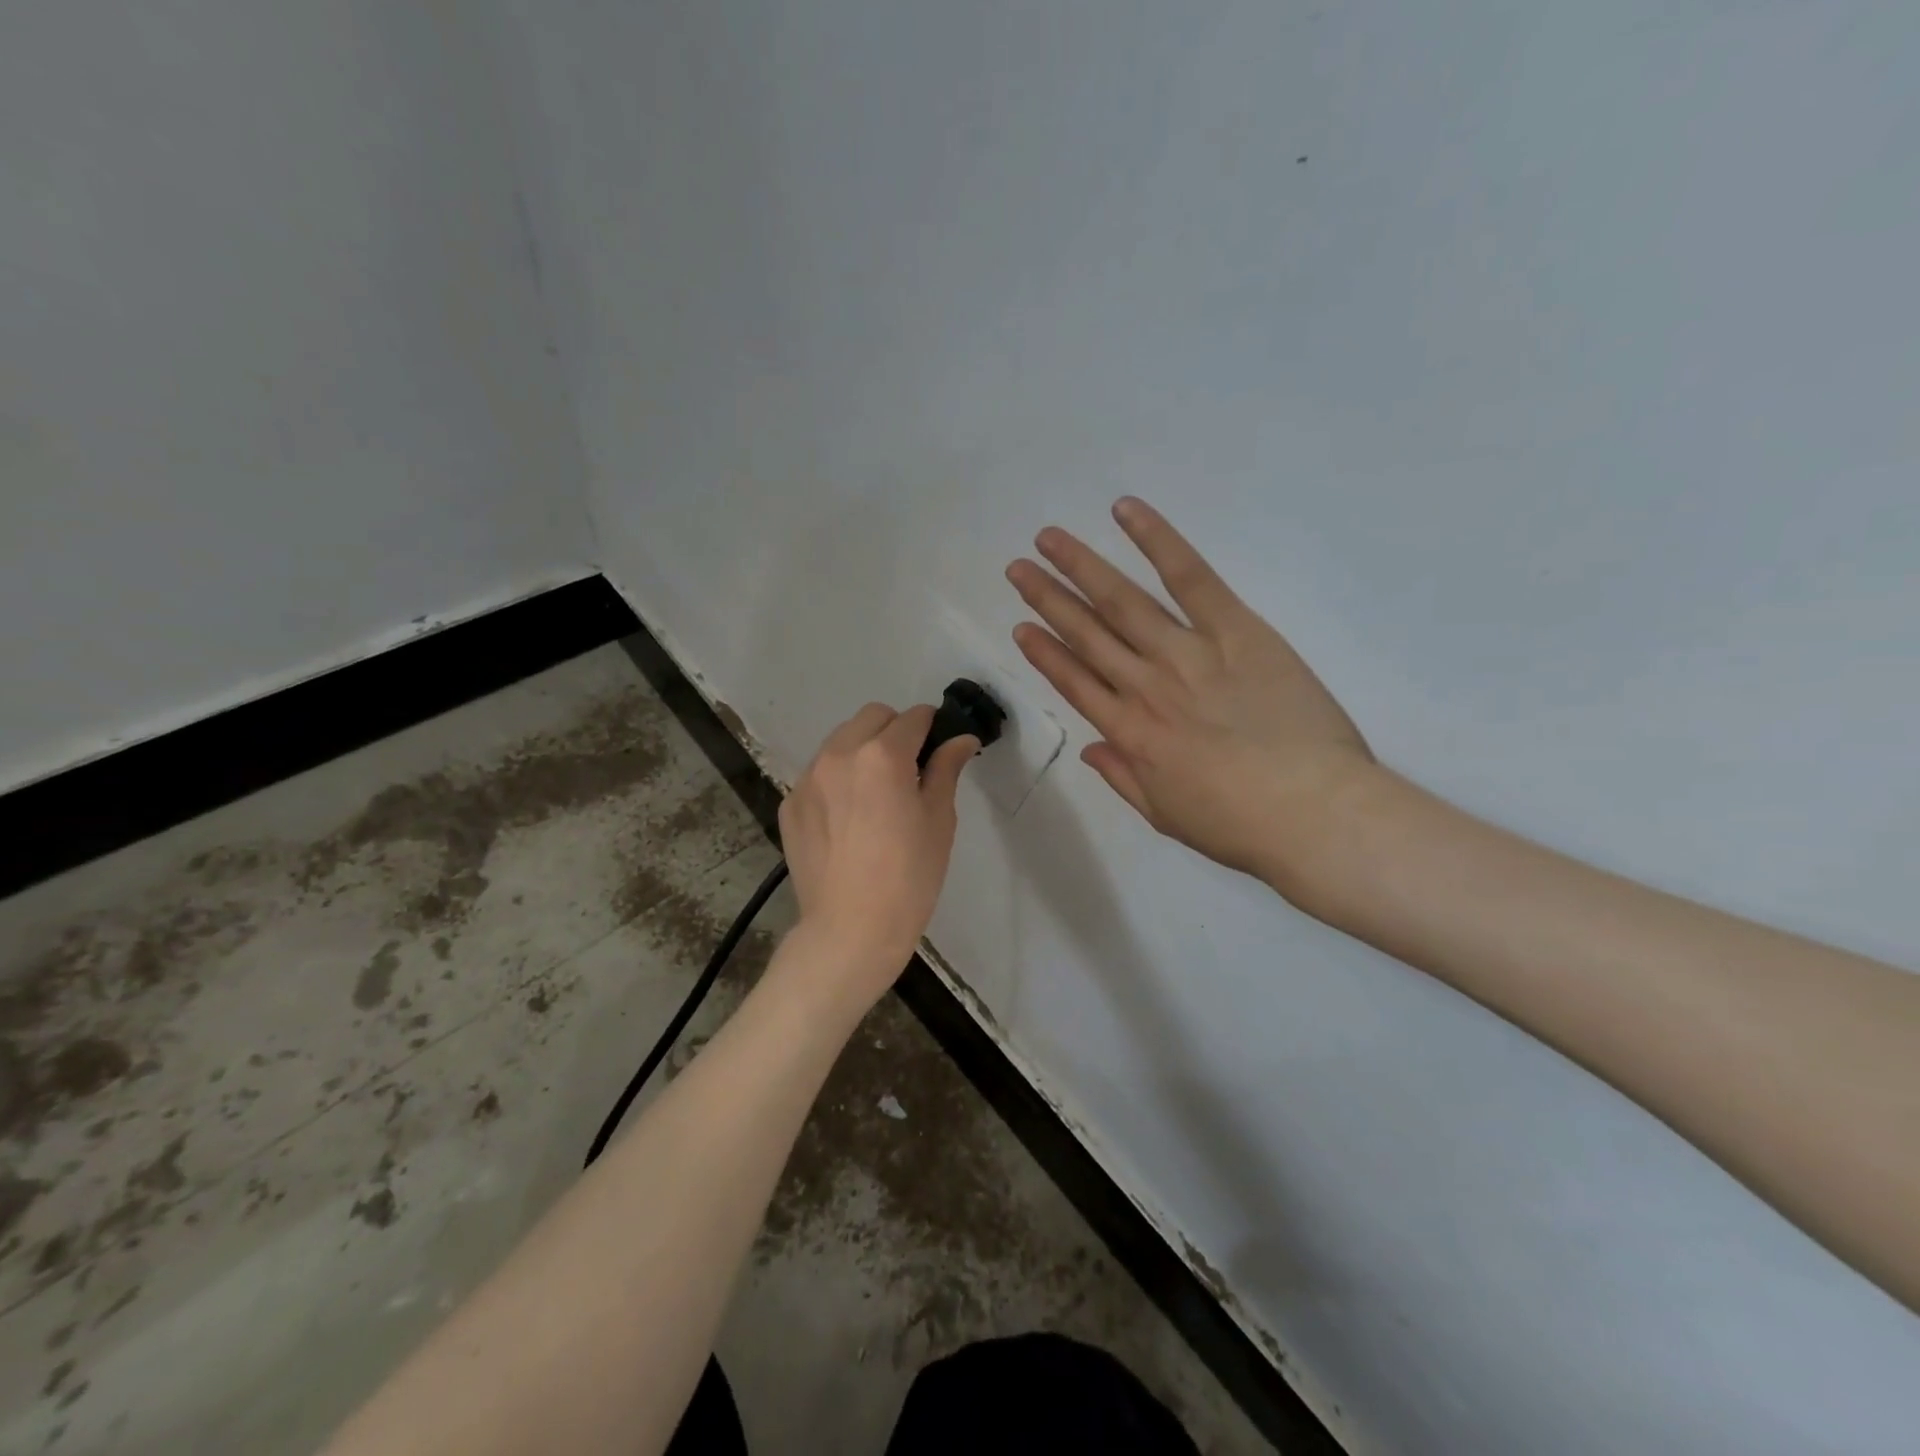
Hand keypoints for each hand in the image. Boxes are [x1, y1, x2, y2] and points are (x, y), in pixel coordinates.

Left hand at [778, 703, 977, 1003]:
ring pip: (841, 741)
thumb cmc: (909, 878)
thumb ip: (946, 769)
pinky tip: (848, 820)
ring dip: (863, 751)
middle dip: (895, 731)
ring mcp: (808, 778)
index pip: (913, 717)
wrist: (850, 931)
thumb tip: (961, 738)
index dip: (932, 728)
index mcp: (883, 755)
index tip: (939, 749)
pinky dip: (837, 780)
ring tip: (875, 795)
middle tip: (909, 771)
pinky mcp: (790, 804)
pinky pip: (819, 773)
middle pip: (872, 717)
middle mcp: (839, 754)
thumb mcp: (939, 820)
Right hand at [1006, 498, 1375, 889]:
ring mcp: (1187, 654)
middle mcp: (1145, 686)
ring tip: (1048, 538)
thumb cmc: (1241, 826)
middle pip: (1087, 634)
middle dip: (1048, 599)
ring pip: (1122, 601)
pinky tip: (1125, 512)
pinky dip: (1157, 541)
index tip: (1021, 627)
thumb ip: (1123, 778)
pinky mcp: (1235, 630)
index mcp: (1130, 734)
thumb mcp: (1167, 816)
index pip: (1074, 683)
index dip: (1044, 653)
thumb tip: (1090, 749)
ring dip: (1081, 567)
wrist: (1314, 814)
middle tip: (1017, 569)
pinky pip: (1190, 577)